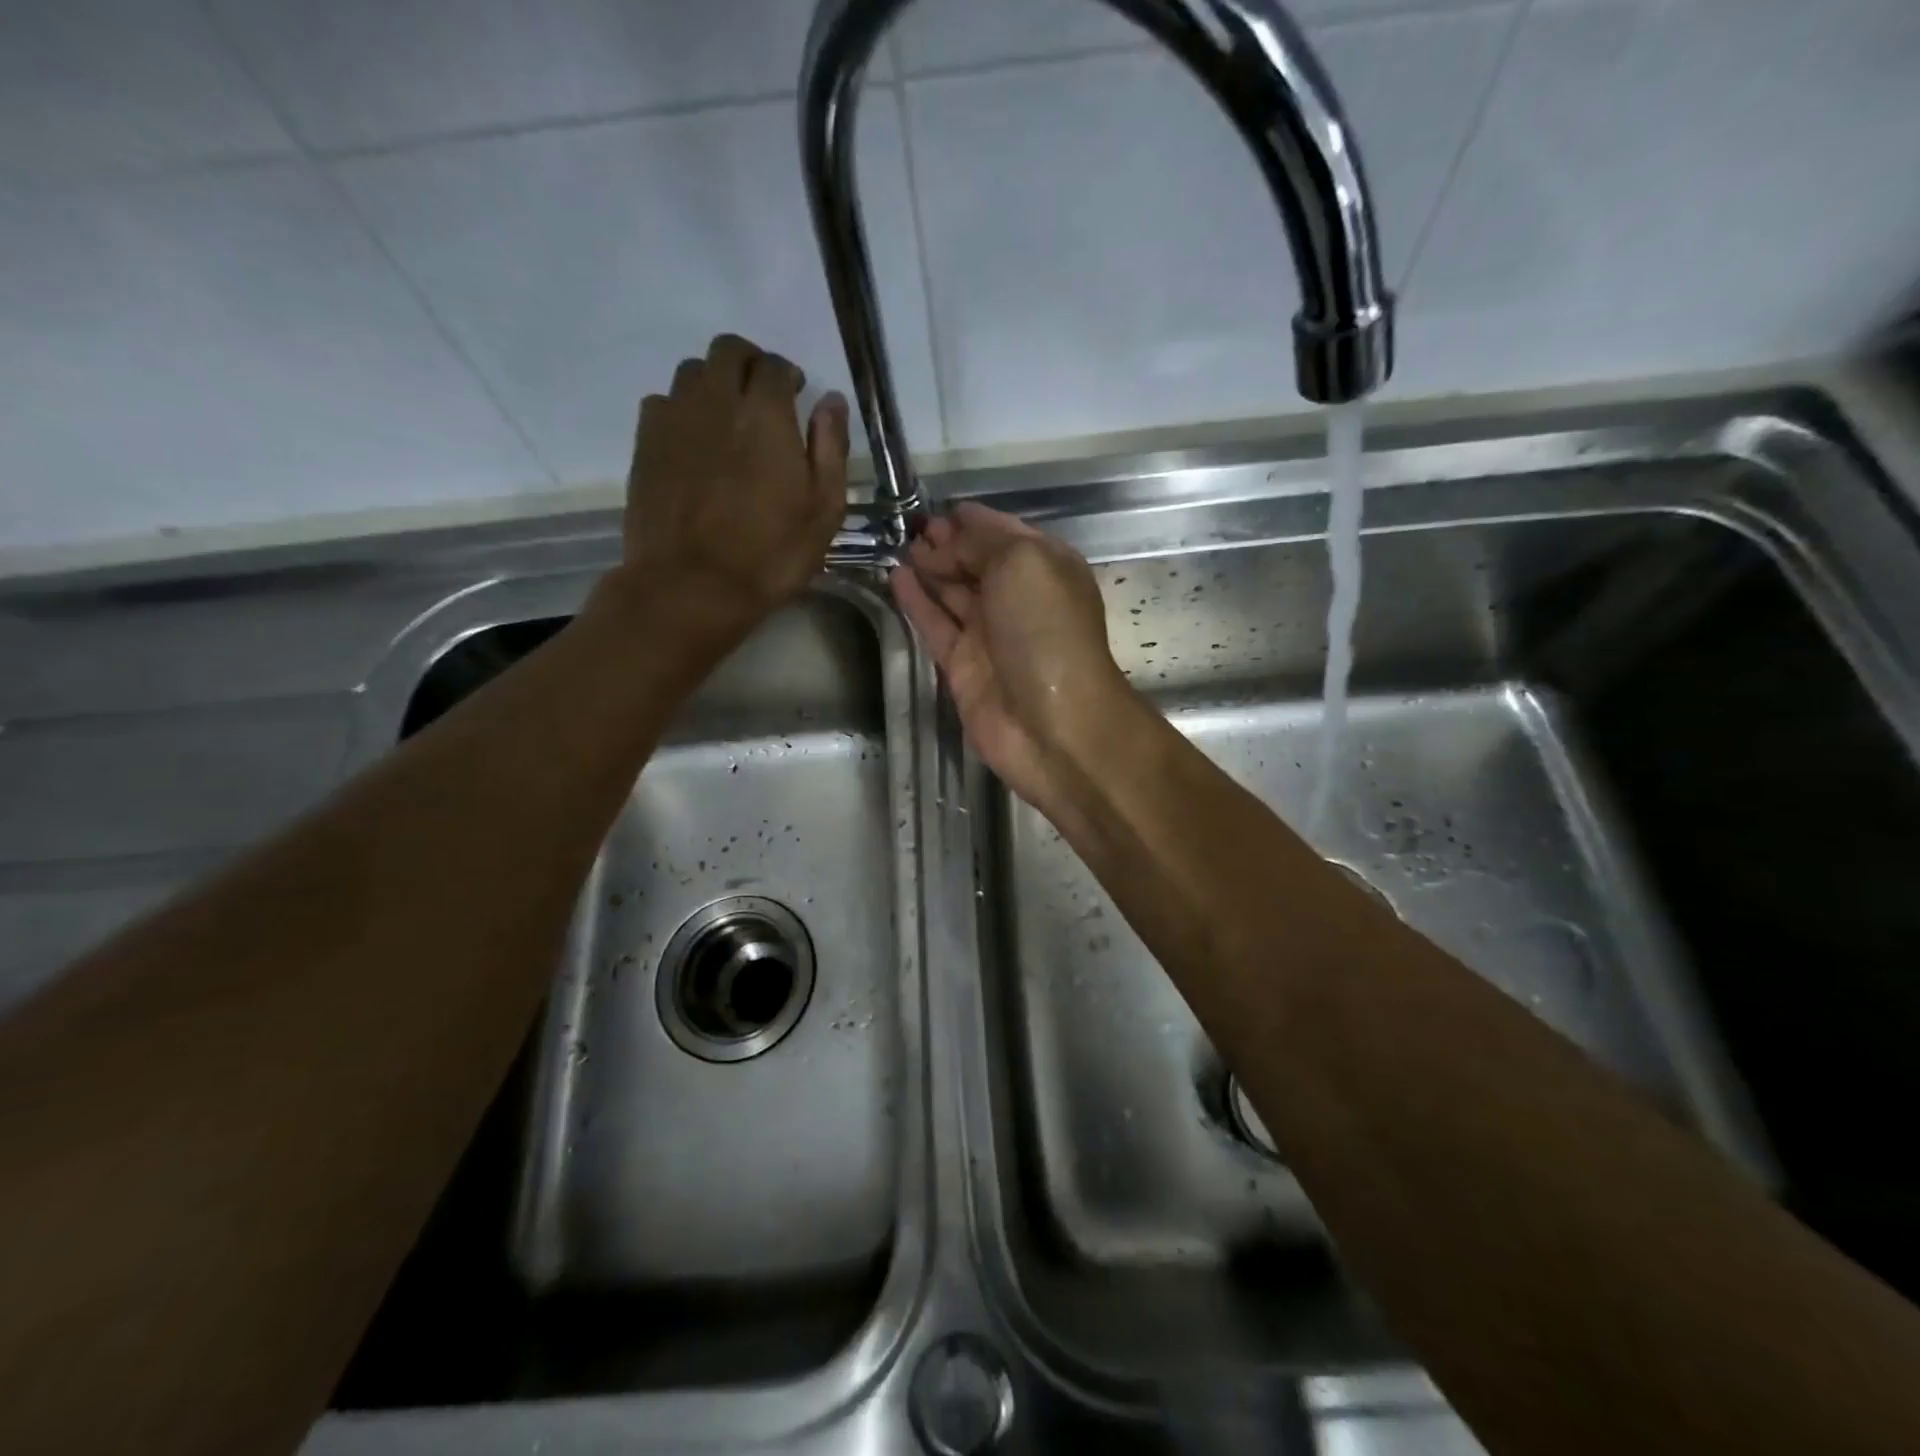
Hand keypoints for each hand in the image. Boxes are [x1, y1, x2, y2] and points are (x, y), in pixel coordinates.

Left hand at [619, 333, 849, 647]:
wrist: (691, 586)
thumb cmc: (769, 554)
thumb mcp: (823, 511)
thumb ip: (830, 449)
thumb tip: (831, 401)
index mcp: (765, 415)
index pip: (774, 366)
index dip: (788, 375)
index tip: (795, 396)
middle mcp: (716, 401)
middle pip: (728, 351)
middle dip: (749, 364)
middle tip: (761, 399)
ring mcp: (674, 419)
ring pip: (691, 372)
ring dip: (714, 384)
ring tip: (726, 419)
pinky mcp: (645, 443)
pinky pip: (662, 402)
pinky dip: (682, 409)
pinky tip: (693, 442)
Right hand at [891, 503, 1134, 810]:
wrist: (1052, 724)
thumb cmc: (1046, 631)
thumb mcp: (1022, 564)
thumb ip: (981, 544)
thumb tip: (946, 542)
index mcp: (1047, 568)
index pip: (1006, 533)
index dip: (975, 520)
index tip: (941, 508)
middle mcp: (1019, 598)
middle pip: (978, 562)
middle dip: (949, 543)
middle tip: (912, 528)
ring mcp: (990, 634)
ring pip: (954, 593)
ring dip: (929, 568)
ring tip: (898, 546)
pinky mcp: (963, 665)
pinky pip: (935, 625)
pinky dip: (916, 602)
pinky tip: (895, 578)